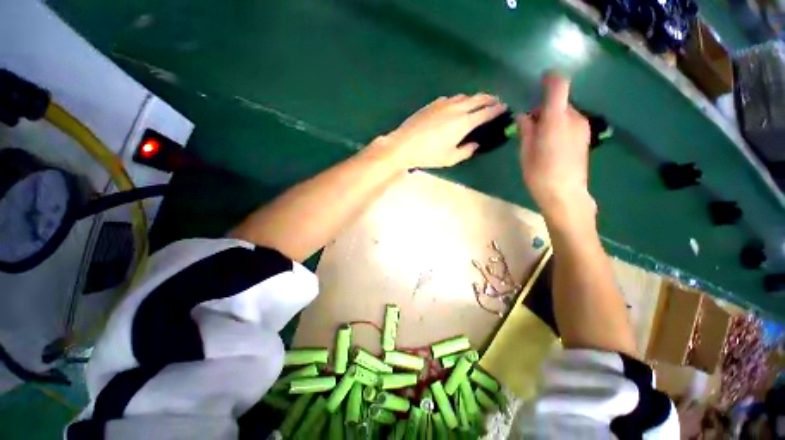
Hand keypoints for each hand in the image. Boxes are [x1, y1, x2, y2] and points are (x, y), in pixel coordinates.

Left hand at [376, 93, 506, 168]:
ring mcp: (443, 103)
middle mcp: (456, 108)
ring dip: (474, 98)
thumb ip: (466, 151)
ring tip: (477, 103)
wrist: (403, 144)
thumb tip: (475, 144)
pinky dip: (459, 100)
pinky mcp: (432, 103)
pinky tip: (456, 106)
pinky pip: (451, 98)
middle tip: (496, 102)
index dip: (497, 109)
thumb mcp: (450, 158)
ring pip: (464, 96)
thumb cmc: (428, 155)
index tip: (505, 108)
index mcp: (463, 122)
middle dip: (490, 99)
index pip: (486, 112)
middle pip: (478, 98)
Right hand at [517, 73, 594, 226]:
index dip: (550, 79)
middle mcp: (574, 119)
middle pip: (559, 102)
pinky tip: (550, 145)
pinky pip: (570, 123)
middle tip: (529, 125)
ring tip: (538, 139)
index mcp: (556, 121)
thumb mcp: (525, 153)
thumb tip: (524, 114)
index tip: (541, 79)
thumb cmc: (540, 175)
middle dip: (544, 108)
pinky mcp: (585, 137)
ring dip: (551, 119)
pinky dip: (559, 126)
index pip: (558, 87)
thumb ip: (526, 129)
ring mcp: (583, 128)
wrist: (566, 195)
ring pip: (565, 113)